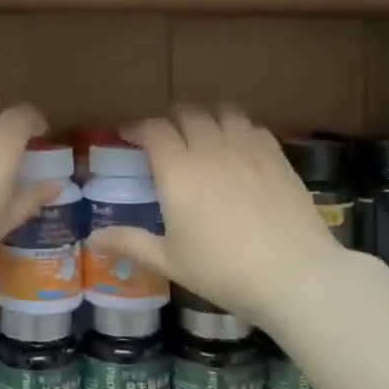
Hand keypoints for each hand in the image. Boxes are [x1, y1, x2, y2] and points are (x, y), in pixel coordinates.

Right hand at [88, 106, 351, 326]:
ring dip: (207, 118)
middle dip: (171, 120)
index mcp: (178, 170)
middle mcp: (210, 148)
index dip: (138, 127)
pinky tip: (240, 149)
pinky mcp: (278, 157)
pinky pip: (253, 127)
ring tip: (204, 135)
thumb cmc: (224, 271)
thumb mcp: (170, 261)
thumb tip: (92, 239)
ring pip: (223, 112)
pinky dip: (239, 129)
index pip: (153, 129)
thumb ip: (130, 243)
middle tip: (166, 138)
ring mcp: (248, 149)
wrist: (296, 276)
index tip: (130, 135)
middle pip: (187, 113)